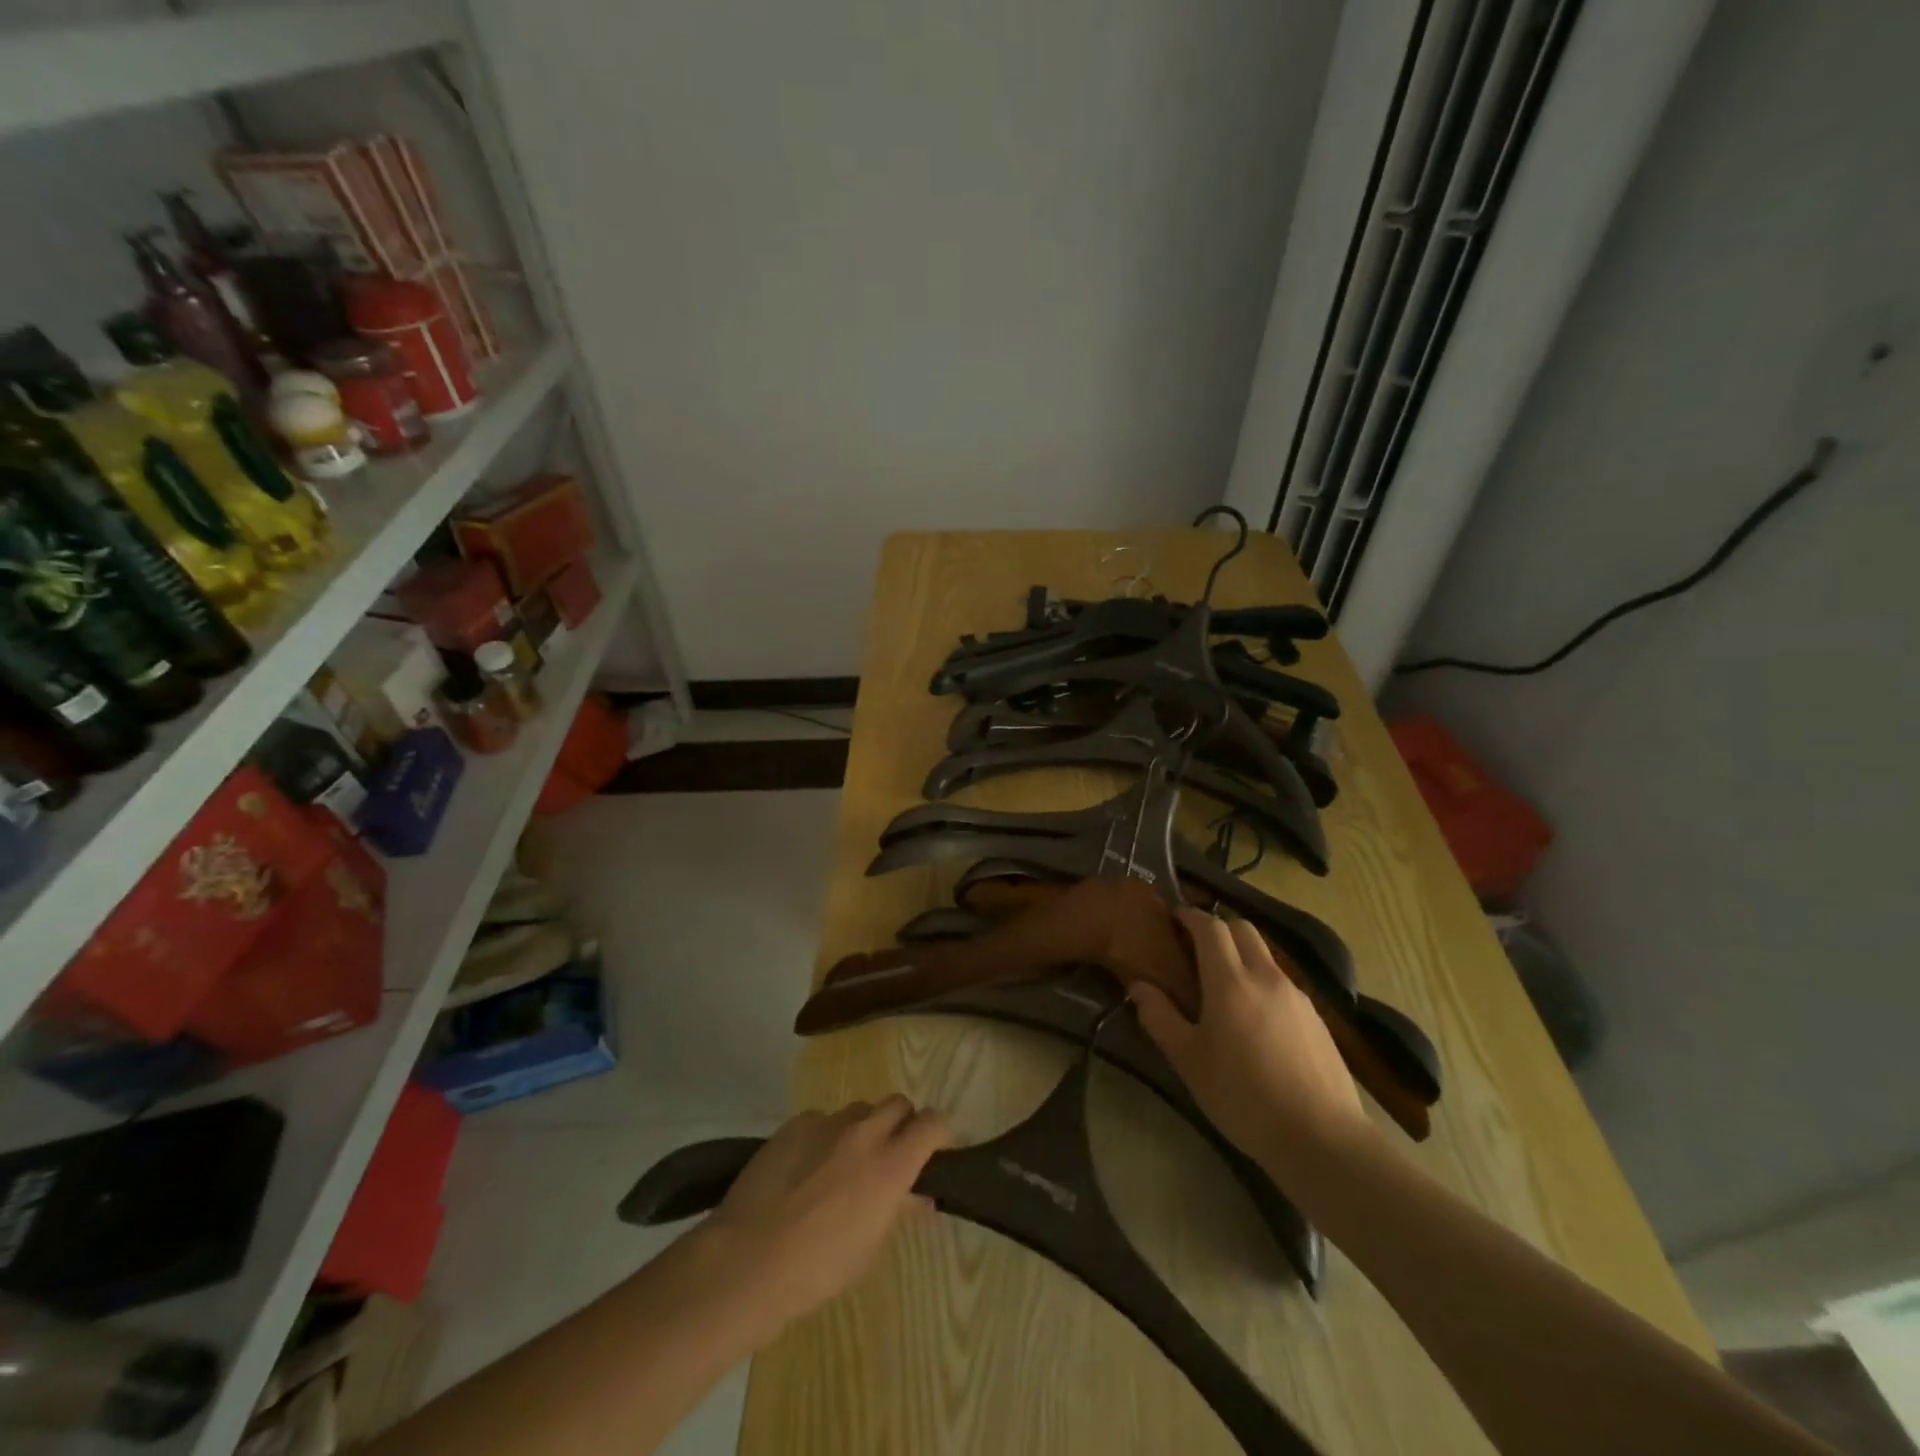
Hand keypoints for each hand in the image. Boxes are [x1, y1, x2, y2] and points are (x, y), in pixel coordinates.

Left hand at [706, 1096, 951, 1340]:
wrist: (748, 1259)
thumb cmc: (818, 1269)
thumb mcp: (870, 1247)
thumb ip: (898, 1210)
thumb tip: (919, 1196)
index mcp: (891, 1164)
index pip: (933, 1124)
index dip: (940, 1134)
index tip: (939, 1151)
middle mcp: (865, 1132)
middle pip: (898, 1104)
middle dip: (902, 1124)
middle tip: (892, 1155)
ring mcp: (827, 1122)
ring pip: (859, 1109)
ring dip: (864, 1128)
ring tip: (846, 1163)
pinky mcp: (795, 1123)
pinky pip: (822, 1120)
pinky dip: (826, 1137)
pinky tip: (807, 1168)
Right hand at [1129, 908, 1371, 1175]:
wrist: (1322, 1138)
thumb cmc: (1243, 1097)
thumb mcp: (1189, 1061)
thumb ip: (1159, 1018)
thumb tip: (1137, 986)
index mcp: (1231, 981)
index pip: (1210, 927)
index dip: (1190, 916)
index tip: (1173, 917)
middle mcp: (1266, 976)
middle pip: (1242, 928)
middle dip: (1217, 927)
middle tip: (1194, 947)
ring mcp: (1296, 995)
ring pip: (1265, 954)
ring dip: (1241, 953)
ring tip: (1222, 984)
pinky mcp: (1316, 1017)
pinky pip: (1281, 981)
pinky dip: (1261, 980)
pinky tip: (1254, 1017)